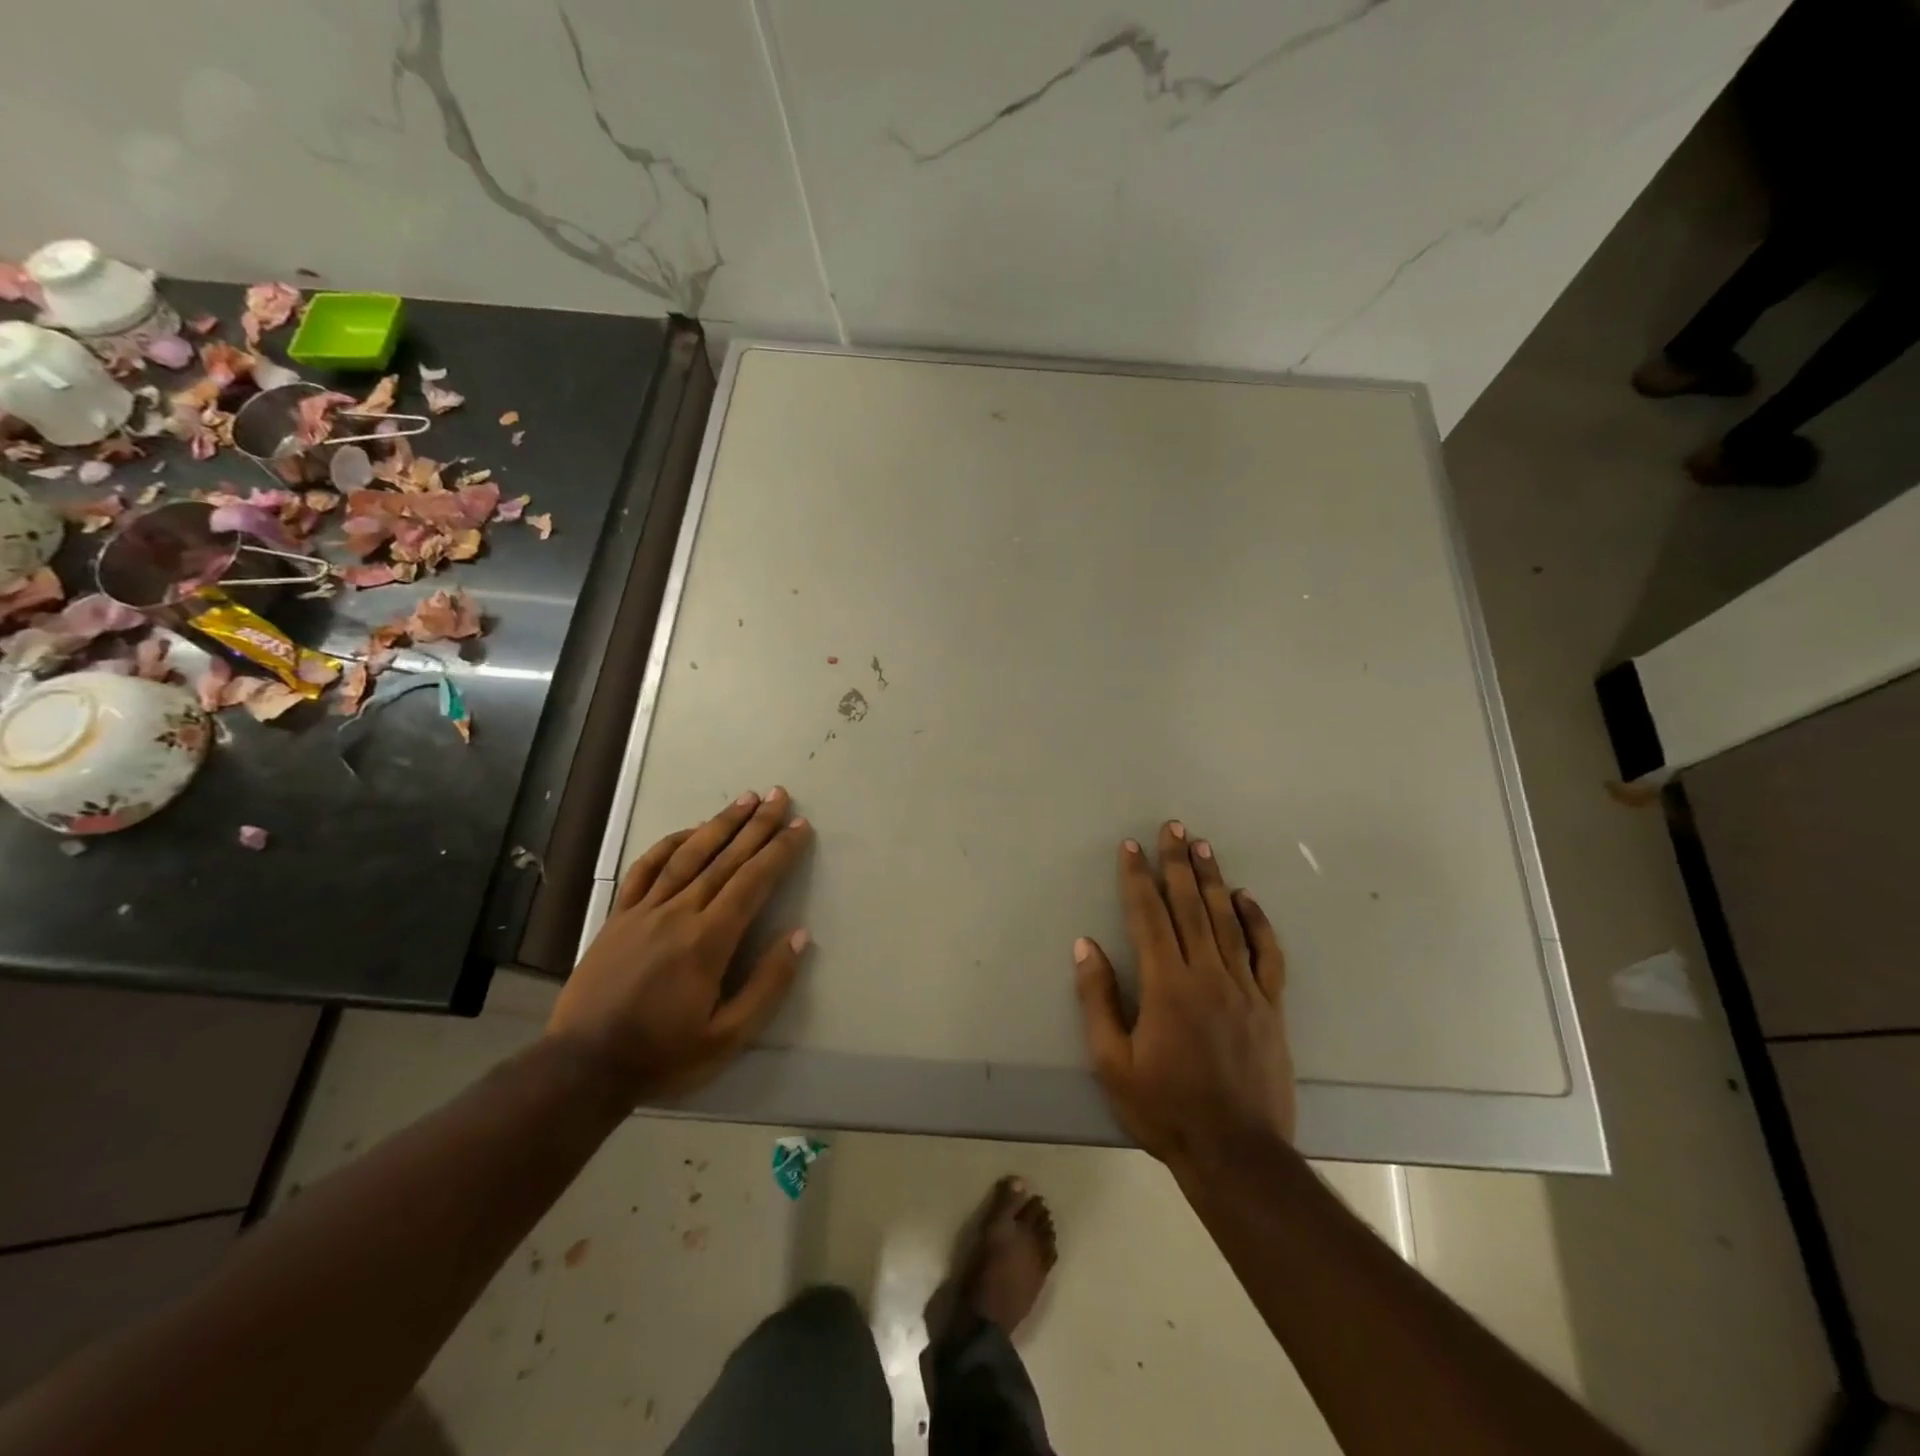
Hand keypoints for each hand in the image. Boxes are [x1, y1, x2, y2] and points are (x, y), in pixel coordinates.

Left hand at [547, 787, 813, 1106]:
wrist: (583, 1067)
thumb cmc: (663, 1055)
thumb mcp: (728, 1036)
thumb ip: (767, 985)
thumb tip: (799, 936)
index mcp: (709, 941)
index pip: (753, 882)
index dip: (779, 851)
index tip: (800, 826)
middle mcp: (679, 914)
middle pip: (725, 859)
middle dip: (757, 825)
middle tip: (780, 796)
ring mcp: (644, 911)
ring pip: (689, 856)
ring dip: (720, 824)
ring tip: (745, 799)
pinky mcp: (618, 917)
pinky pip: (646, 869)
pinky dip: (669, 845)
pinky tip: (689, 831)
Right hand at [1073, 820, 1295, 1170]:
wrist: (1236, 1152)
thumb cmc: (1164, 1107)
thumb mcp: (1112, 1061)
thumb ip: (1098, 999)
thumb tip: (1086, 945)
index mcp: (1166, 985)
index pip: (1148, 916)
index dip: (1137, 878)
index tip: (1130, 847)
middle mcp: (1207, 974)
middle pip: (1189, 906)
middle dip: (1177, 863)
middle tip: (1173, 827)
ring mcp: (1244, 987)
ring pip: (1226, 920)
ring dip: (1212, 879)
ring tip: (1203, 845)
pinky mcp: (1270, 1005)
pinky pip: (1266, 953)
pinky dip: (1257, 921)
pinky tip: (1246, 898)